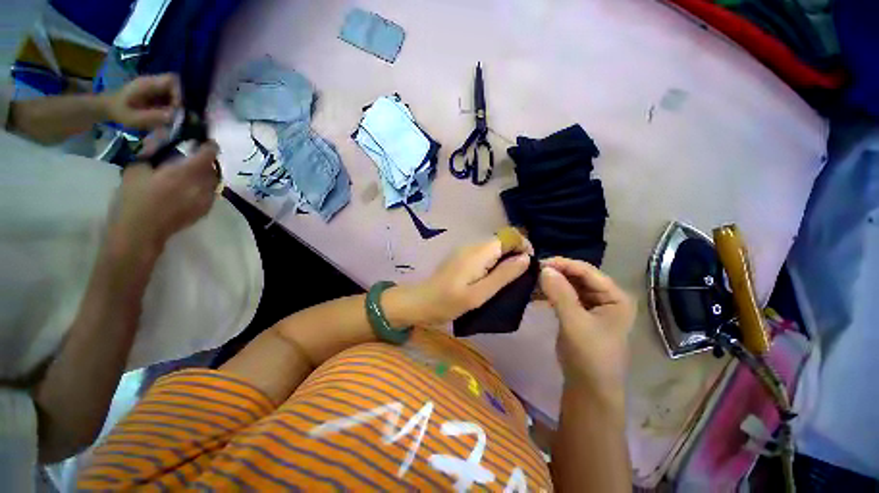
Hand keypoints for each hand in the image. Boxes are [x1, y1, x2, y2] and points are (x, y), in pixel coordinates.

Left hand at [103, 74, 181, 128]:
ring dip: (177, 107)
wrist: (106, 108)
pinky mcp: (156, 94)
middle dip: (179, 102)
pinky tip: (167, 117)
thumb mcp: (133, 117)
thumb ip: (152, 116)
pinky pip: (171, 98)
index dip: (179, 93)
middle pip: (176, 87)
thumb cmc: (117, 112)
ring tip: (171, 118)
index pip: (172, 80)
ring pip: (175, 94)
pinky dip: (173, 108)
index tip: (177, 108)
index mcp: (147, 83)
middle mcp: (153, 83)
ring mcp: (155, 88)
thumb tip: (174, 116)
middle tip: (175, 116)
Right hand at [107, 142, 220, 263]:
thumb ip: (152, 151)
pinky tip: (190, 188)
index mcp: (187, 172)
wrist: (140, 232)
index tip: (206, 141)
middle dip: (206, 160)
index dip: (209, 146)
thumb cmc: (135, 199)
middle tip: (193, 157)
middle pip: (213, 168)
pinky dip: (205, 187)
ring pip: (214, 182)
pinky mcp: (205, 211)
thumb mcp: (136, 169)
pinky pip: (211, 193)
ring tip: (191, 173)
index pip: (208, 154)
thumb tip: (163, 135)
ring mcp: (207, 200)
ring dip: (206, 174)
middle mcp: (203, 185)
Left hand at [404, 236, 533, 326]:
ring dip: (506, 260)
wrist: (420, 302)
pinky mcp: (462, 258)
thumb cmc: (448, 302)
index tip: (530, 267)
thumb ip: (503, 275)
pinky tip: (494, 279)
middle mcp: (473, 246)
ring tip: (511, 281)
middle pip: (502, 242)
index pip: (509, 236)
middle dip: (517, 255)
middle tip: (523, 278)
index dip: (523, 247)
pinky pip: (485, 255)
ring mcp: (466, 251)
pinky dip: (495, 263)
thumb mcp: (479, 294)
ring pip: (494, 249)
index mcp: (479, 252)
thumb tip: (526, 258)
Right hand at [539, 257, 635, 402]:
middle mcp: (606, 297)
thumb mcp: (575, 323)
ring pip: (570, 286)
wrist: (589, 388)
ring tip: (532, 280)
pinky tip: (536, 293)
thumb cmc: (589, 355)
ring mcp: (593, 306)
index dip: (563, 265)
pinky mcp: (580, 314)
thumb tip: (544, 269)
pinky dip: (551, 294)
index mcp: (615, 297)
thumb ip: (560, 294)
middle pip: (578, 277)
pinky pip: (565, 297)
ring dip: (552, 283)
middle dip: (556, 273)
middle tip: (533, 271)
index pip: (587, 272)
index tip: (539, 262)